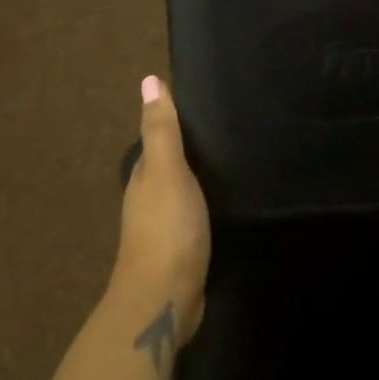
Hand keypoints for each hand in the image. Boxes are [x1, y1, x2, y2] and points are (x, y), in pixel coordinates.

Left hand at [110, 77, 210, 344]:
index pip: (159, 139)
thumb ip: (162, 129)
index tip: (206, 102)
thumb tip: (148, 79)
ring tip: (235, 159)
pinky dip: (207, 204)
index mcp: (144, 176)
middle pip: (170, 165)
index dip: (177, 121)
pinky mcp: (182, 251)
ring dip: (200, 177)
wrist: (164, 300)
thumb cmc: (166, 227)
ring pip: (183, 191)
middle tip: (230, 127)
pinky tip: (227, 200)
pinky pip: (195, 216)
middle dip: (192, 148)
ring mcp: (164, 228)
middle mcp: (149, 198)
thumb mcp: (167, 170)